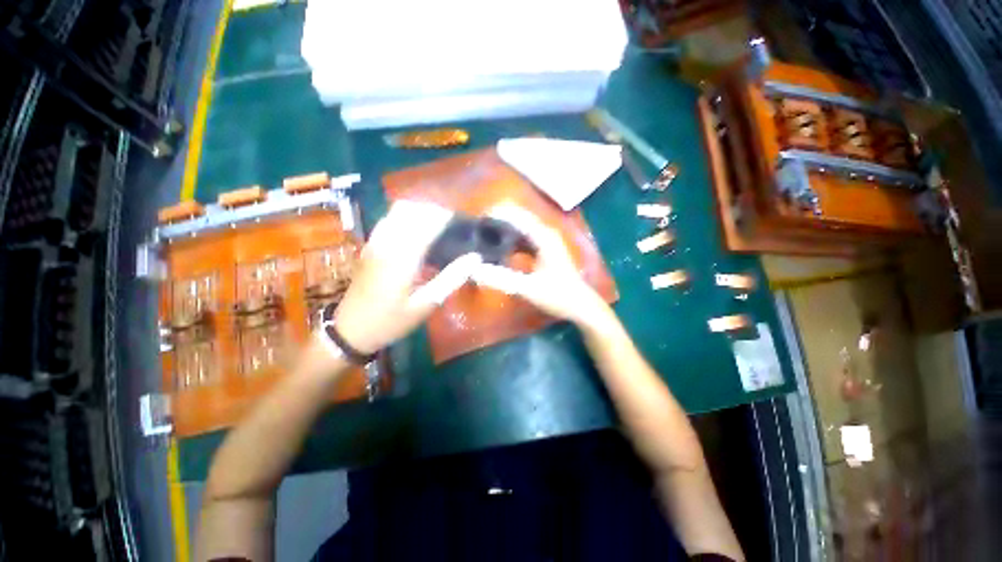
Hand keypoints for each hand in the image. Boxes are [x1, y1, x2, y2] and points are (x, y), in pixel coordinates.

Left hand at [332, 201, 482, 353]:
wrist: (350, 330)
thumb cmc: (392, 320)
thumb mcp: (426, 304)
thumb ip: (451, 279)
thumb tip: (475, 258)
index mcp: (403, 257)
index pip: (428, 223)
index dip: (447, 217)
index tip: (463, 222)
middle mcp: (387, 242)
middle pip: (413, 210)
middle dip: (435, 211)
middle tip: (453, 225)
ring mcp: (375, 241)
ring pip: (399, 211)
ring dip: (421, 211)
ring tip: (438, 225)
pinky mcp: (370, 245)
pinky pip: (389, 219)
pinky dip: (407, 216)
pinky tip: (417, 231)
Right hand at [472, 204, 609, 326]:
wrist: (580, 306)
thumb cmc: (559, 296)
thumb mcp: (529, 288)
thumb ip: (502, 279)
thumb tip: (473, 270)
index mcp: (543, 237)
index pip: (517, 216)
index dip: (496, 214)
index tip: (476, 219)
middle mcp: (545, 234)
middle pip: (518, 219)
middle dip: (497, 221)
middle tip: (475, 230)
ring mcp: (545, 242)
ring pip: (520, 229)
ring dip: (503, 231)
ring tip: (482, 237)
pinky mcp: (544, 251)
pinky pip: (523, 240)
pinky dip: (510, 241)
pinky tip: (498, 249)